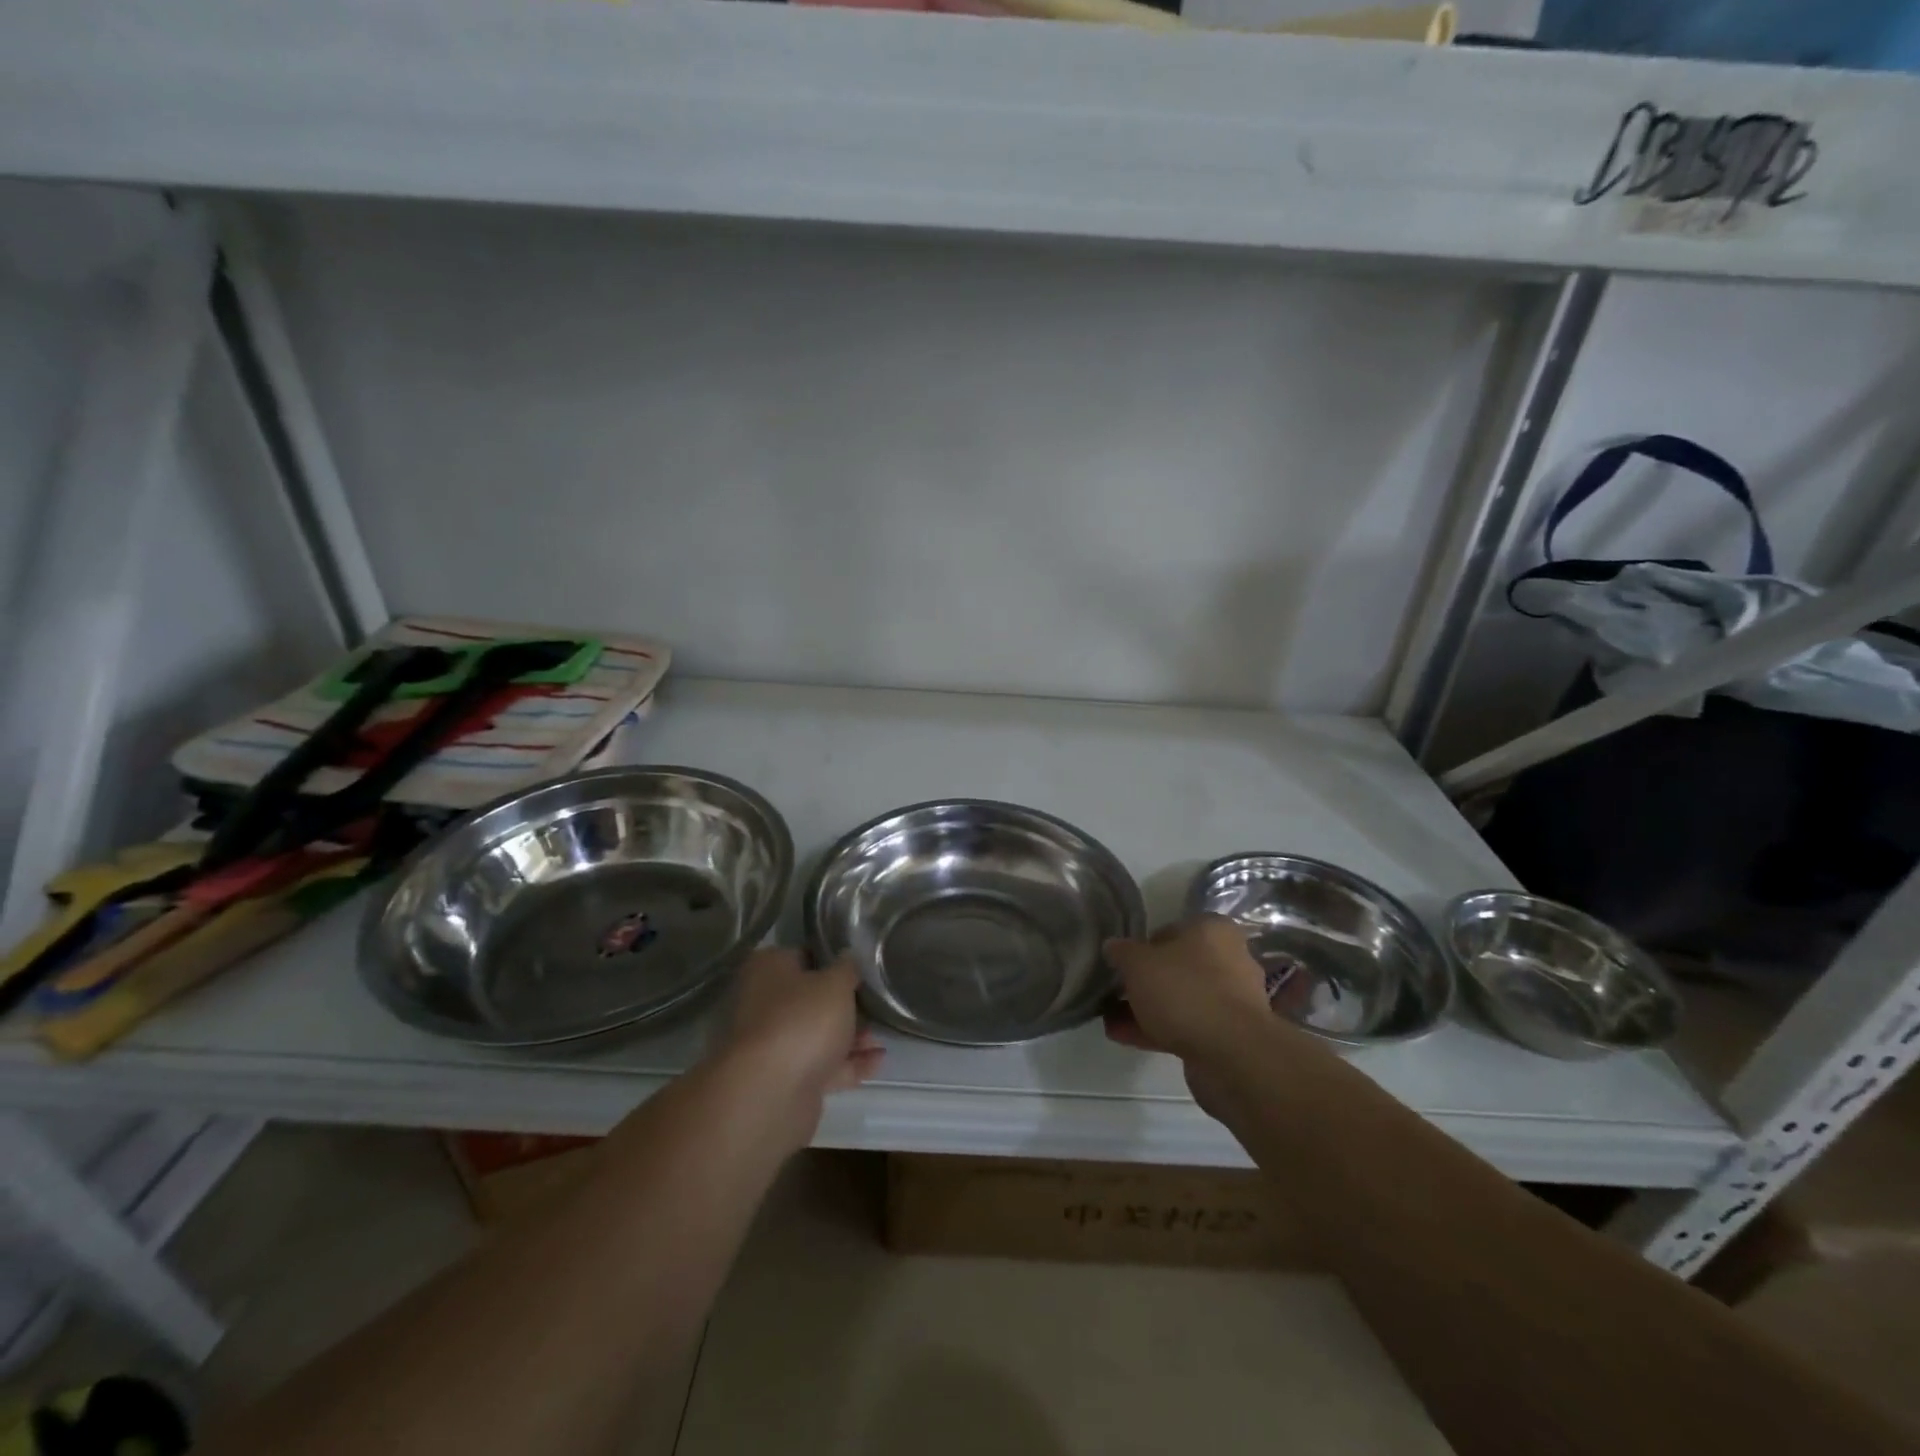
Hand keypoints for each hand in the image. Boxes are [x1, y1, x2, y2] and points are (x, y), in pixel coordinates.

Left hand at [715, 948, 884, 1099]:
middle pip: (810, 998)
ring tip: (882, 1035)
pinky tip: (878, 1060)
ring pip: (817, 1034)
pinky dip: (848, 1063)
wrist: (770, 1094)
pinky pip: (822, 1065)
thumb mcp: (835, 984)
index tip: (861, 966)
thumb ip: (847, 968)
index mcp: (768, 969)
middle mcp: (764, 1003)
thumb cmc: (802, 1020)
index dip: (832, 959)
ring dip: (850, 1035)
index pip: (803, 954)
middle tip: (875, 1003)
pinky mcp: (785, 1080)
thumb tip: (847, 958)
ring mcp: (773, 1044)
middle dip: (844, 1003)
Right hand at [1102, 915, 1280, 1060]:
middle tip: (1116, 992)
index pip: (1171, 929)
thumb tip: (1113, 946)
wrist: (1231, 1054)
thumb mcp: (1138, 963)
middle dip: (1145, 982)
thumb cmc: (1184, 990)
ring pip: (1181, 998)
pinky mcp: (1229, 1035)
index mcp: (1213, 930)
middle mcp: (1229, 959)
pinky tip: (1124, 1037)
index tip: (1122, 964)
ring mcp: (1232, 1000)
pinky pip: (1187, 1026)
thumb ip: (1122, 952)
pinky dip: (1157, 1029)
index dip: (1143, 946)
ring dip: (1147, 1008)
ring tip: (1110, 1020)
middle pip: (1177, 967)